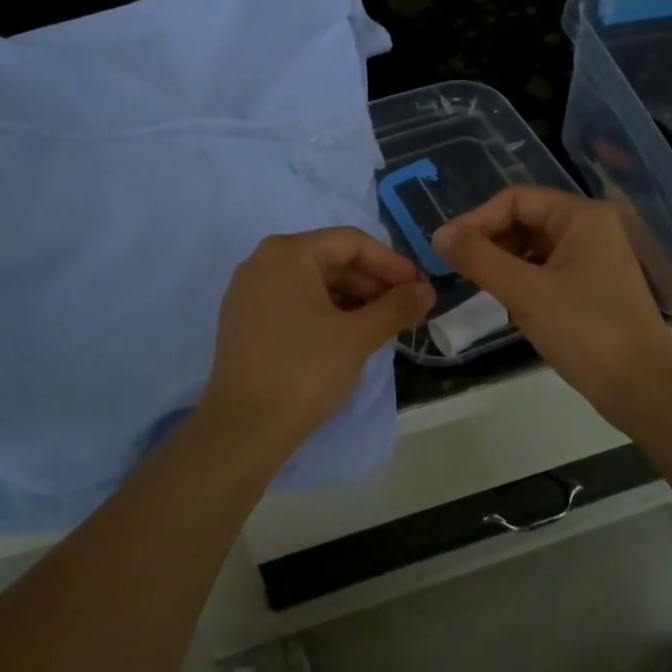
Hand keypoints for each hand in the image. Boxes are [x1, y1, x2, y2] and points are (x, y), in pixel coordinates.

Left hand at [201, 228, 433, 456]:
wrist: (244, 429)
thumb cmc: (304, 372)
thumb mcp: (358, 337)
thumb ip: (396, 307)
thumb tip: (427, 290)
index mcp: (287, 253)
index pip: (351, 242)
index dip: (392, 264)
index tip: (421, 288)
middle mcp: (262, 262)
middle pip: (332, 260)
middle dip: (374, 284)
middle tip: (409, 310)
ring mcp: (249, 293)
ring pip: (314, 284)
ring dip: (354, 300)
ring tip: (386, 326)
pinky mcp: (246, 321)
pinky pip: (296, 303)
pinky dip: (328, 313)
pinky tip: (352, 336)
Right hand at [433, 187, 671, 429]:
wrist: (642, 387)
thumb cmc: (585, 331)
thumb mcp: (525, 292)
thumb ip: (479, 259)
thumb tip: (439, 235)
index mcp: (581, 216)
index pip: (515, 199)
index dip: (477, 220)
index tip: (445, 249)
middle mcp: (589, 229)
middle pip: (524, 220)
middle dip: (488, 241)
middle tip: (456, 271)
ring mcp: (592, 259)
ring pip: (531, 248)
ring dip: (501, 263)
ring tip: (476, 287)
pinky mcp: (589, 288)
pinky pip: (544, 271)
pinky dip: (519, 281)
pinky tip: (503, 303)